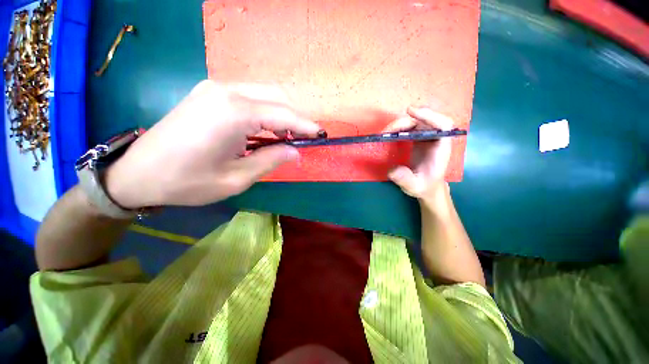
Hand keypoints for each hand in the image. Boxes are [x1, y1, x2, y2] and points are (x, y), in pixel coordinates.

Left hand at [105, 81, 320, 207]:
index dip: (305, 125)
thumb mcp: (236, 178)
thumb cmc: (187, 182)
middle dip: (295, 118)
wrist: (137, 173)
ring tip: (285, 138)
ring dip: (280, 114)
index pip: (283, 114)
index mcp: (234, 113)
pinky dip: (265, 112)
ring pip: (264, 94)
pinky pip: (249, 97)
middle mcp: (226, 91)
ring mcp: (215, 88)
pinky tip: (264, 130)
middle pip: (276, 96)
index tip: (320, 134)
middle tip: (301, 140)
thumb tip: (296, 151)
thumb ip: (271, 160)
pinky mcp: (209, 93)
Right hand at [384, 107, 453, 202]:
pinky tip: (389, 134)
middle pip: (424, 121)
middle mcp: (435, 139)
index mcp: (441, 148)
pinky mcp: (419, 140)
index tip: (411, 112)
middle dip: (404, 122)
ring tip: (384, 133)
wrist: (426, 188)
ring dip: (399, 125)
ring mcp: (427, 138)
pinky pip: (410, 128)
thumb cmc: (424, 187)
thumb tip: (392, 170)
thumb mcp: (414, 186)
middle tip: (386, 131)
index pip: (442, 125)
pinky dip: (399, 128)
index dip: (429, 115)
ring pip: (416, 122)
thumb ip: (405, 179)